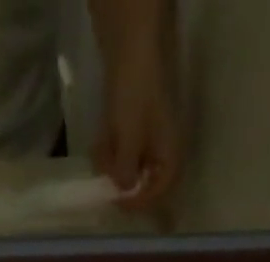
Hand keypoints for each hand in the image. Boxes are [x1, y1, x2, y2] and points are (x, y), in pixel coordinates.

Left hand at [94, 47, 182, 210]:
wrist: (130, 52)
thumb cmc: (135, 98)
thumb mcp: (129, 140)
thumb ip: (126, 170)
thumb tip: (122, 190)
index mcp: (170, 158)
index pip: (158, 193)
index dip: (137, 201)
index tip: (117, 202)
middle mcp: (163, 155)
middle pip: (141, 183)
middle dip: (120, 179)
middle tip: (103, 176)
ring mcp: (149, 143)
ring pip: (129, 169)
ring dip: (112, 165)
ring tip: (99, 151)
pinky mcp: (135, 133)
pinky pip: (122, 153)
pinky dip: (110, 152)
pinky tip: (100, 143)